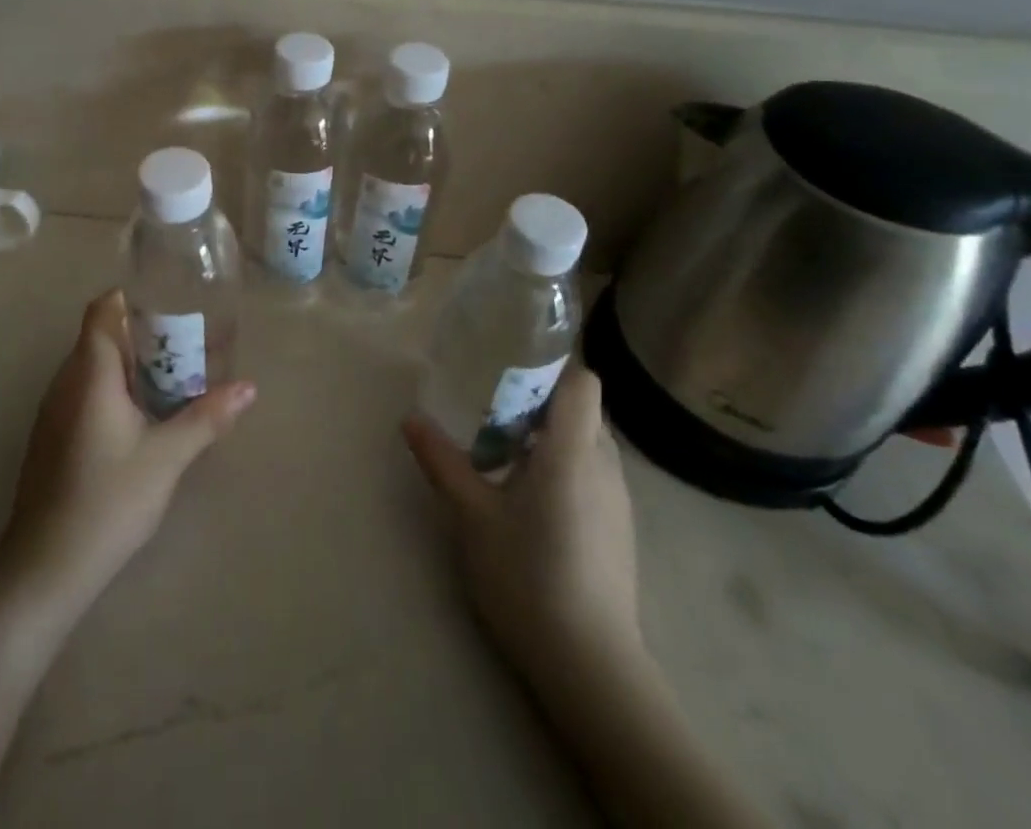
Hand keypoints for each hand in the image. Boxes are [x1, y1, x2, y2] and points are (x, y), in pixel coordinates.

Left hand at [0, 290, 255, 614]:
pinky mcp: (53, 436)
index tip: (170, 305)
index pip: (103, 309)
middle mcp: (66, 380)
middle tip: (189, 345)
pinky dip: (116, 390)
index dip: (132, 298)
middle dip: (145, 334)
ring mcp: (55, 410)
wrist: (45, 568)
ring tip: (176, 379)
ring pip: (94, 367)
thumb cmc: (108, 500)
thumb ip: (207, 416)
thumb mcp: (167, 456)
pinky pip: (86, 393)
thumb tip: (249, 387)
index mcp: (91, 372)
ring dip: (132, 366)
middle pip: (102, 336)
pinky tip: (144, 419)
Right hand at [403, 367, 640, 674]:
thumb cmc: (527, 577)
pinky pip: (593, 473)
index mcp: (573, 451)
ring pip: (588, 442)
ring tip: (505, 454)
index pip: (583, 380)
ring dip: (550, 436)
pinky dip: (563, 466)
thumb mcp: (471, 516)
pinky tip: (529, 499)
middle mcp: (605, 465)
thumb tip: (410, 418)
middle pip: (582, 408)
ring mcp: (619, 500)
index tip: (514, 363)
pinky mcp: (619, 529)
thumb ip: (442, 461)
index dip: (555, 363)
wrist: (591, 667)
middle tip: (493, 411)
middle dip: (540, 401)